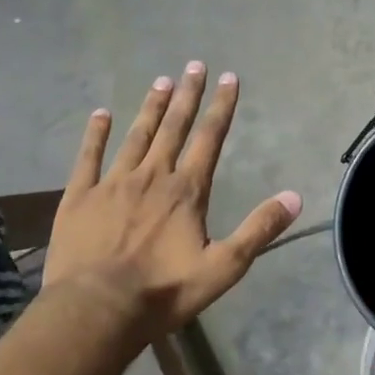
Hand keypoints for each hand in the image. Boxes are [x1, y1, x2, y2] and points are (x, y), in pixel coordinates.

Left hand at [40, 63, 300, 339]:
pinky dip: (95, 134)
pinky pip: (88, 157)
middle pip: (174, 128)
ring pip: (136, 136)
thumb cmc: (164, 290)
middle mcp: (152, 176)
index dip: (221, 107)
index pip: (210, 138)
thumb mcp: (223, 267)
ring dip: (151, 107)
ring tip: (161, 80)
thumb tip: (295, 197)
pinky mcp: (79, 197)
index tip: (229, 78)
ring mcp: (112, 183)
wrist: (96, 309)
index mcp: (187, 191)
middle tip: (194, 65)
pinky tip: (101, 113)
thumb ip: (259, 230)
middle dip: (187, 95)